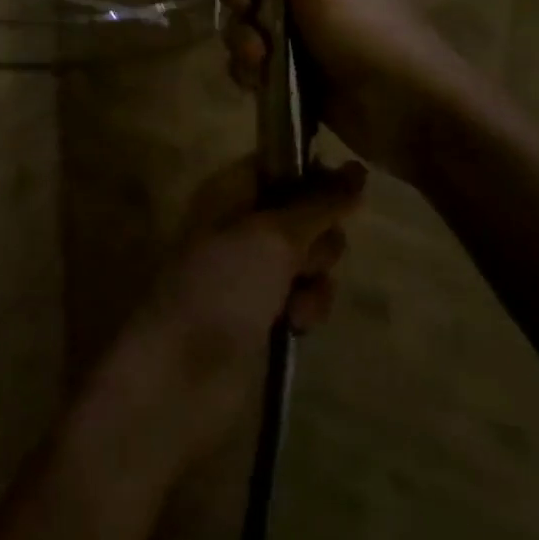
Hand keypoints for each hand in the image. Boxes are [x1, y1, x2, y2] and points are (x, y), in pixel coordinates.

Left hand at [107, 155, 365, 466]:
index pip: (281, 163)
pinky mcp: (265, 312)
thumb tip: (356, 168)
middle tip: (304, 259)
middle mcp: (242, 224)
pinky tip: (294, 327)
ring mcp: (253, 270)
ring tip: (295, 303)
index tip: (347, 188)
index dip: (315, 174)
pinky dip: (307, 308)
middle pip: (307, 212)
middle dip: (319, 237)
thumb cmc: (223, 287)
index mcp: (230, 191)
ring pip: (313, 257)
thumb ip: (319, 203)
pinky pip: (306, 295)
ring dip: (316, 279)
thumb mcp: (274, 236)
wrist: (182, 376)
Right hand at [218, 0, 538, 176]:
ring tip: (259, 61)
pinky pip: (252, 58)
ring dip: (241, 38)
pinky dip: (249, 69)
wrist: (408, 114)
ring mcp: (302, 28)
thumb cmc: (369, 32)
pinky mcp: (293, 68)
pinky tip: (258, 82)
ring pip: (246, 19)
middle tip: (248, 12)